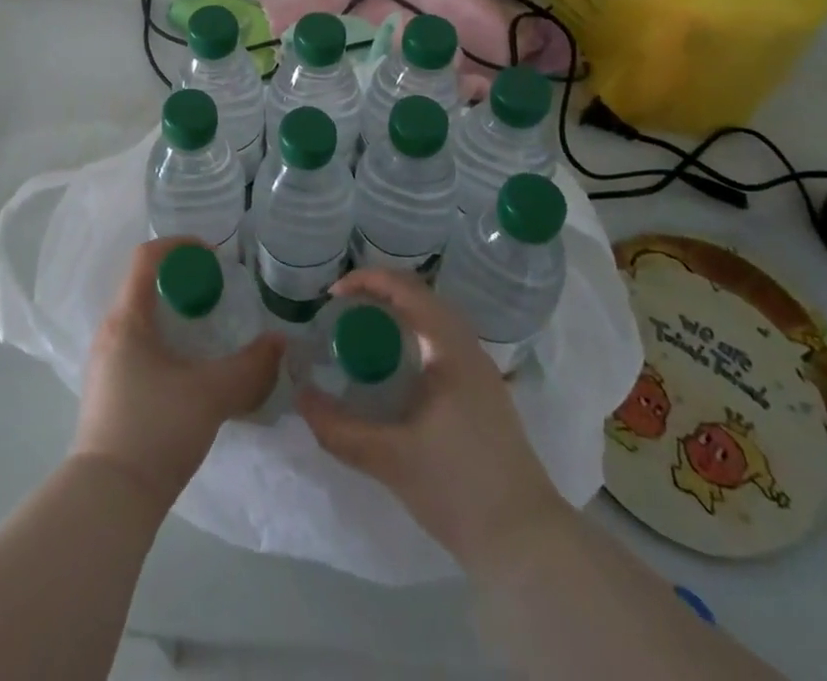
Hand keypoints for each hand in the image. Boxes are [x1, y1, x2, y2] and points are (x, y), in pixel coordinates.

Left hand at [72, 239, 283, 508]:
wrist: (109, 501)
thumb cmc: (155, 430)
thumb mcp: (211, 395)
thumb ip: (251, 367)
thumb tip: (280, 343)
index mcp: (127, 319)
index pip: (146, 258)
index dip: (180, 245)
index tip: (213, 255)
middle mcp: (110, 333)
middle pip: (144, 286)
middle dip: (183, 282)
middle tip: (218, 293)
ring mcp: (105, 363)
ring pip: (142, 319)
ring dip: (175, 314)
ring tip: (209, 330)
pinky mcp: (109, 391)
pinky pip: (139, 346)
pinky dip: (166, 341)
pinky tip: (190, 369)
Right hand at [297, 268, 563, 572]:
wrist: (526, 544)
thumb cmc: (458, 488)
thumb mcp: (389, 458)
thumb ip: (339, 428)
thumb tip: (300, 397)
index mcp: (450, 348)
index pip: (407, 289)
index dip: (367, 281)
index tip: (332, 295)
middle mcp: (469, 348)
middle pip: (421, 298)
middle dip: (379, 294)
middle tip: (342, 310)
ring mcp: (480, 372)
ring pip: (434, 321)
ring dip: (397, 316)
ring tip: (362, 333)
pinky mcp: (483, 395)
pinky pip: (441, 344)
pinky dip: (412, 338)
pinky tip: (393, 369)